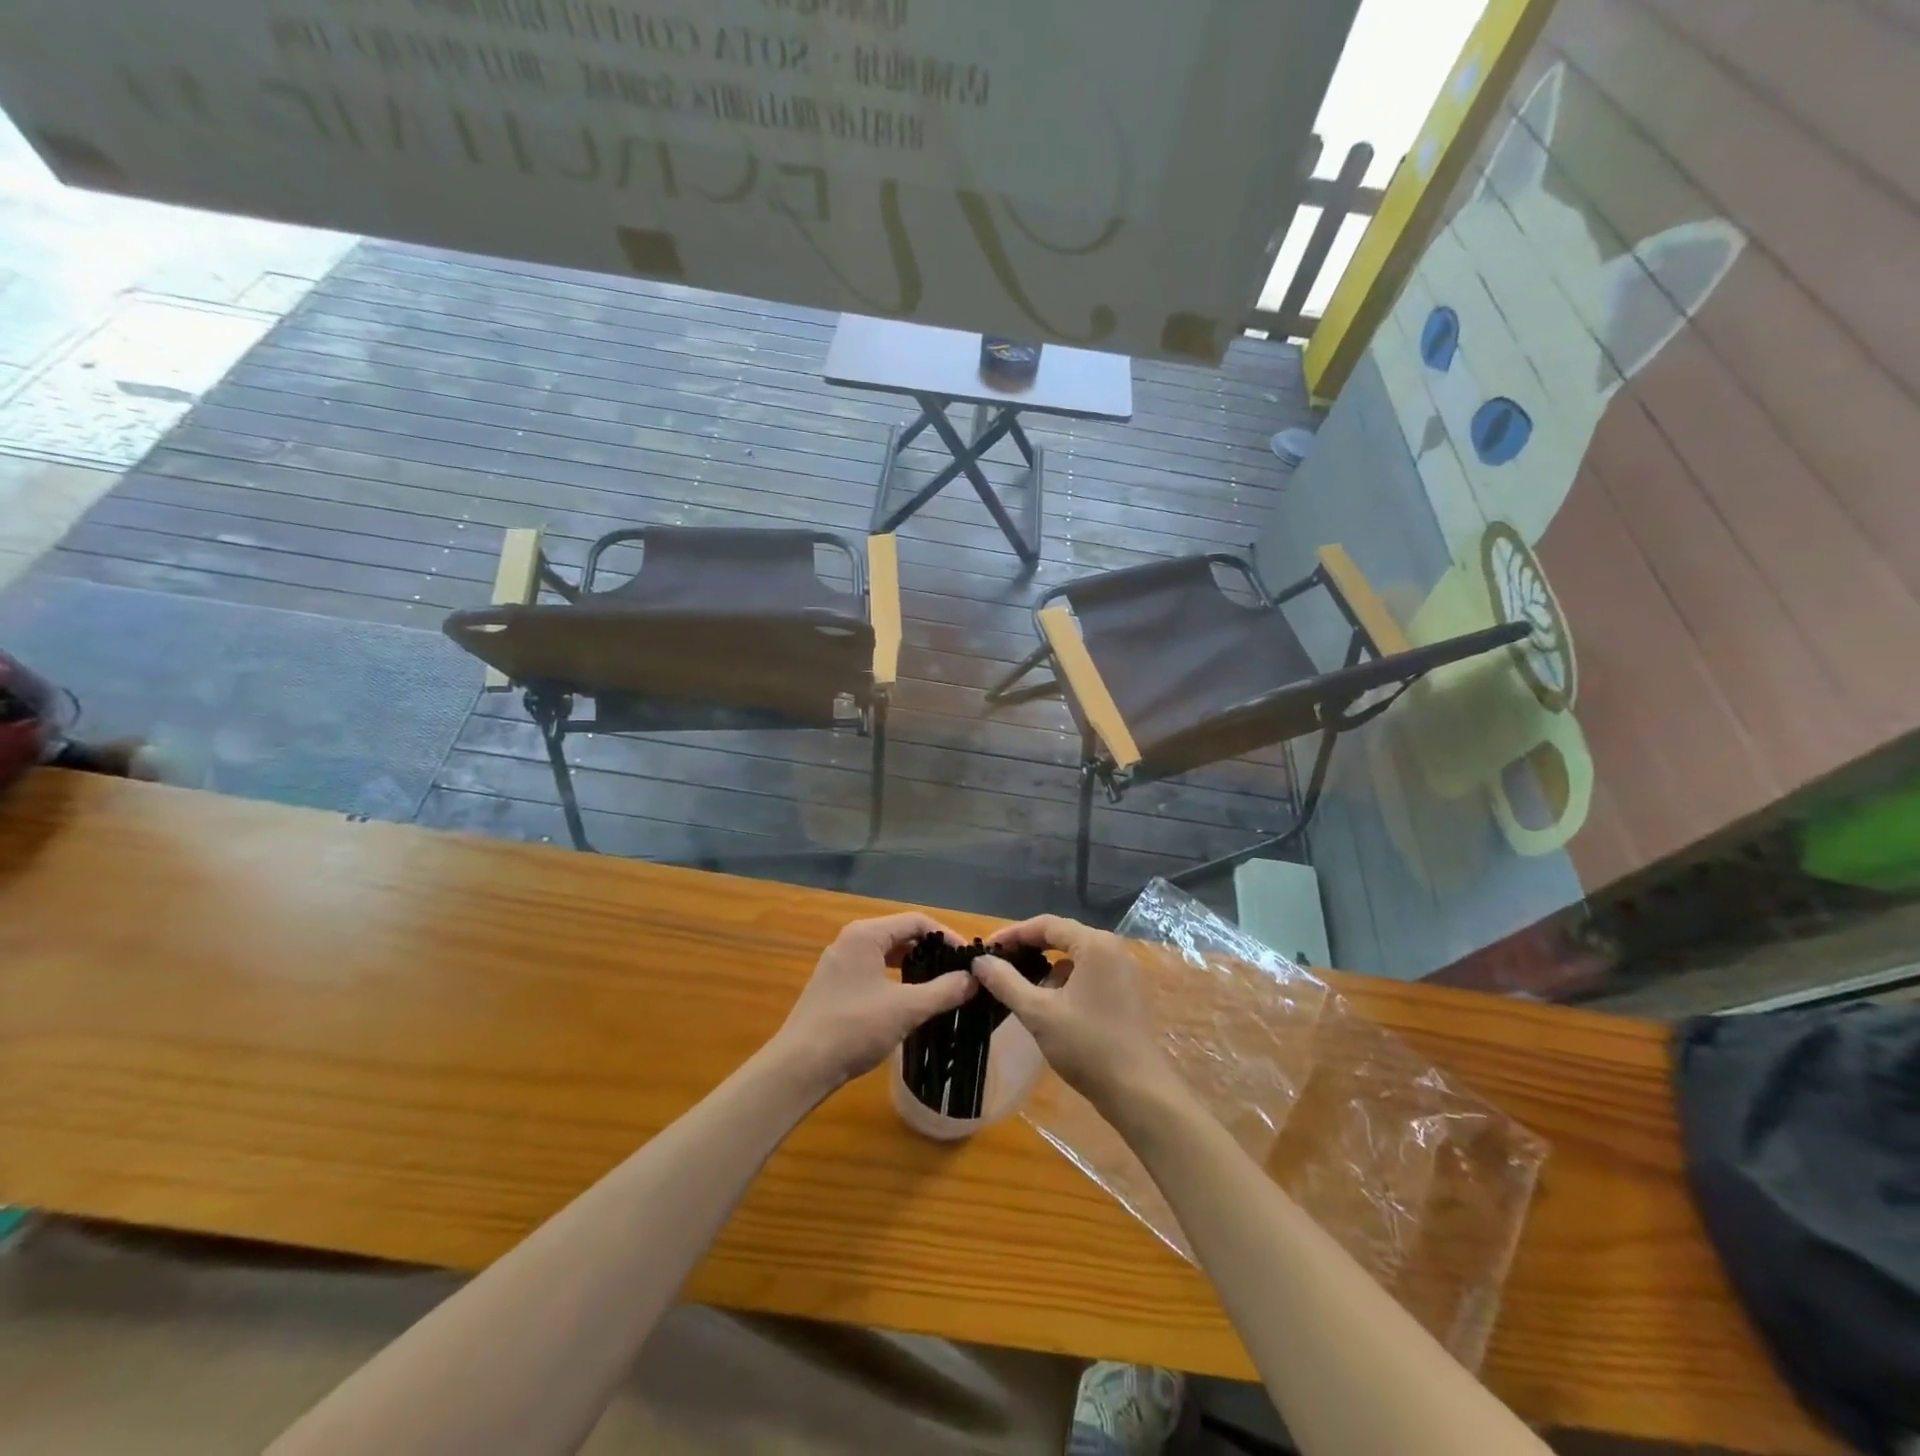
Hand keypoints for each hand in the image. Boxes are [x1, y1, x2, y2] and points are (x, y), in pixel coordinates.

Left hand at [770, 913, 976, 1095]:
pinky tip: (909, 1000)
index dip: (946, 936)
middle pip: (901, 934)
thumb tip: (974, 979)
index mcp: (866, 935)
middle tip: (959, 972)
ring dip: (914, 966)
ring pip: (886, 954)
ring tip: (940, 985)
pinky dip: (896, 979)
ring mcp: (839, 963)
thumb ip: (943, 991)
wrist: (800, 1066)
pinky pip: (873, 970)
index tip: (969, 958)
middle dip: (931, 951)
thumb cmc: (854, 1028)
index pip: (916, 921)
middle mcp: (851, 940)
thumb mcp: (906, 1009)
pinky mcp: (835, 986)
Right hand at [971, 915, 1177, 1112]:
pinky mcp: (1126, 993)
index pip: (1046, 924)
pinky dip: (1065, 982)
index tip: (986, 948)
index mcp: (1095, 944)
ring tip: (1019, 987)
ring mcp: (1123, 971)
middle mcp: (1113, 949)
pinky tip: (1049, 1005)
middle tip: (998, 964)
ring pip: (1075, 957)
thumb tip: (980, 961)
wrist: (1138, 1092)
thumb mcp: (1039, 1013)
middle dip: (1028, 949)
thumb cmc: (1087, 1046)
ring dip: (1046, 967)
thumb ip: (1006, 982)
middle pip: (1062, 937)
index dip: (1012, 933)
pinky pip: (1089, 974)